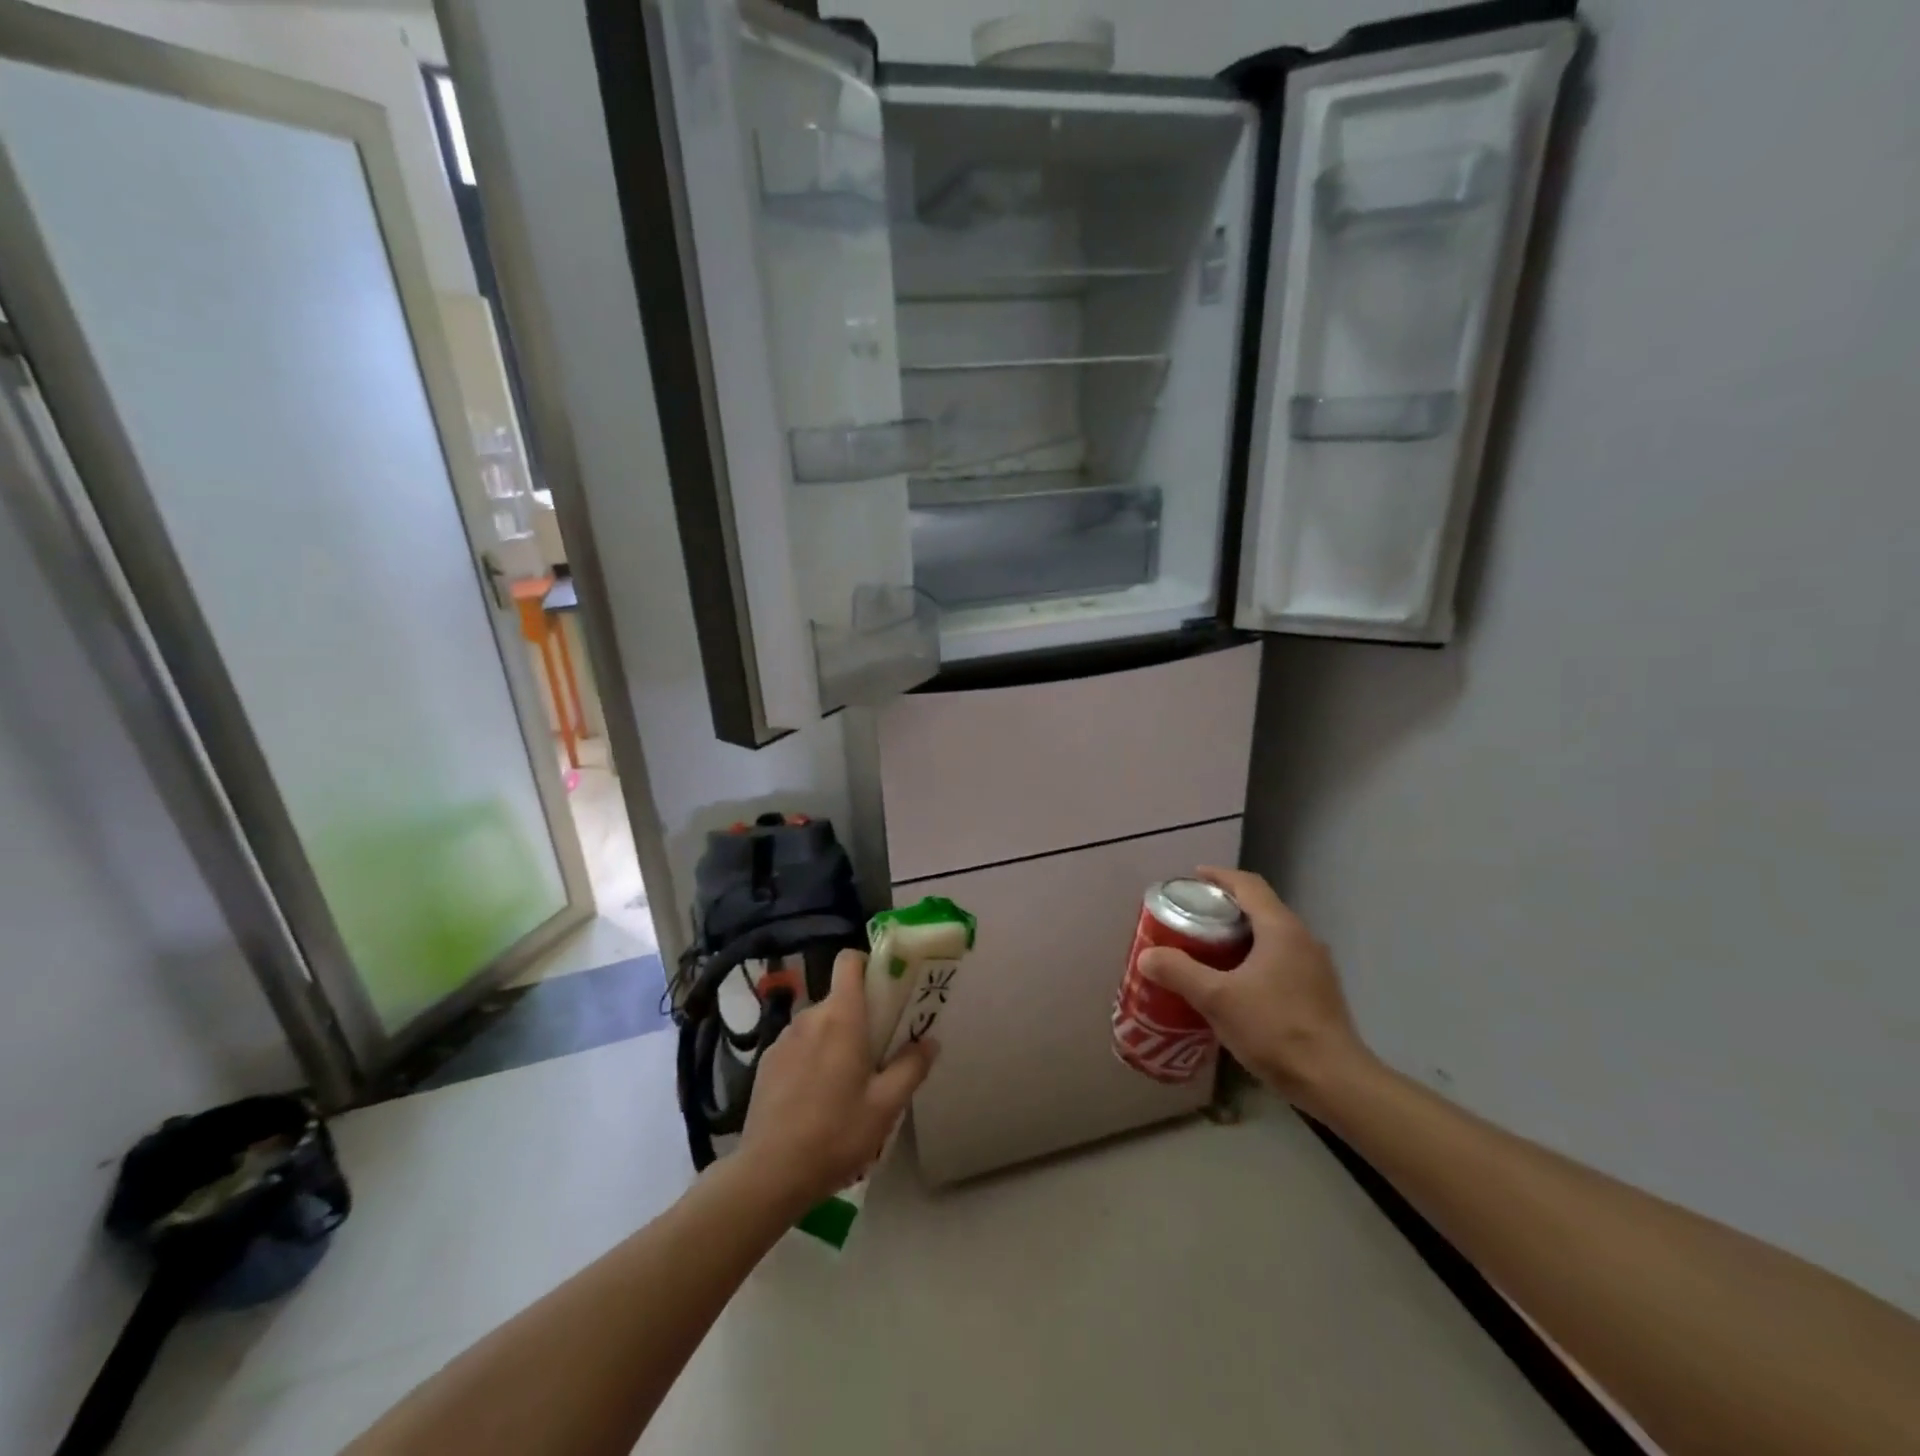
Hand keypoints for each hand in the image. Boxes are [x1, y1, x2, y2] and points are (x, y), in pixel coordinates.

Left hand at [737, 949, 935, 1212]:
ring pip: (818, 1024)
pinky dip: (811, 1058)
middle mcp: (809, 1017)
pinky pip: (798, 1046)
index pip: (848, 961)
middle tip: (877, 1053)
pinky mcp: (766, 1063)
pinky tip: (815, 1099)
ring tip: (846, 1083)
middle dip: (859, 1016)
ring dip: (834, 1039)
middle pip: (838, 998)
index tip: (886, 989)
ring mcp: (782, 1039)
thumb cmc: (835, 1134)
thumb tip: (929, 1041)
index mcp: (841, 1016)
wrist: (768, 1174)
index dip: (867, 964)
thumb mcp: (885, 1106)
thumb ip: (911, 1067)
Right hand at [1139, 868, 1371, 1112]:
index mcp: (1281, 929)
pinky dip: (1253, 958)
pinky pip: (1280, 960)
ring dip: (1239, 935)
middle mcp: (1302, 939)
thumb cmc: (1275, 1029)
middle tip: (1191, 917)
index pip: (1248, 885)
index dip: (1219, 876)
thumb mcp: (1217, 999)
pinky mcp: (1318, 992)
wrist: (1334, 1082)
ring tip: (1207, 949)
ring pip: (1271, 936)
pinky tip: (1235, 983)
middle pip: (1260, 908)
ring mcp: (1315, 967)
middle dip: (1224, 907)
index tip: (1193, 878)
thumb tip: (1147, 955)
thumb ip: (1180, 972)